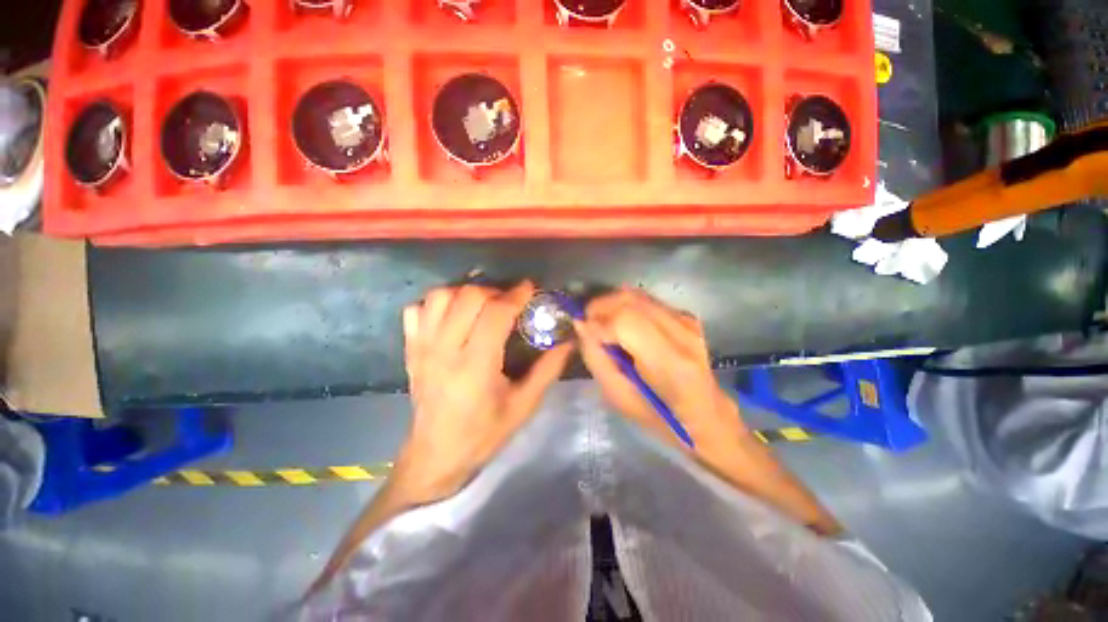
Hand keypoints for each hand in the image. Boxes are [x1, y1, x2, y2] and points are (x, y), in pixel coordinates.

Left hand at [396, 281, 572, 502]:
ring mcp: (422, 347)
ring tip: (482, 305)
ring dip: (466, 293)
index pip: (495, 313)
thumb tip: (569, 341)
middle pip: (468, 296)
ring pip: (441, 296)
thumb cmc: (484, 434)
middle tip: (509, 302)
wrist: (436, 456)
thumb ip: (548, 369)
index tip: (530, 288)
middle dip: (494, 291)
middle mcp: (444, 350)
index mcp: (475, 366)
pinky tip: (452, 316)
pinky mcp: (410, 349)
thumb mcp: (524, 405)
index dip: (516, 295)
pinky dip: (436, 304)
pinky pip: (417, 309)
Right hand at [575, 288, 747, 455]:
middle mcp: (682, 333)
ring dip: (610, 304)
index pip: (625, 321)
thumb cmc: (658, 415)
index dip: (597, 320)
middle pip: (629, 300)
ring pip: (635, 294)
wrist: (704, 412)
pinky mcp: (684, 314)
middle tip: (586, 324)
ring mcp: (686, 320)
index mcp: (670, 363)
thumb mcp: (618, 397)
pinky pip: (644, 299)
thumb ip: (597, 358)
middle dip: (599, 307)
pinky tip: (619, 323)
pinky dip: (624, 306)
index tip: (582, 330)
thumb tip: (581, 324)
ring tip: (601, 323)